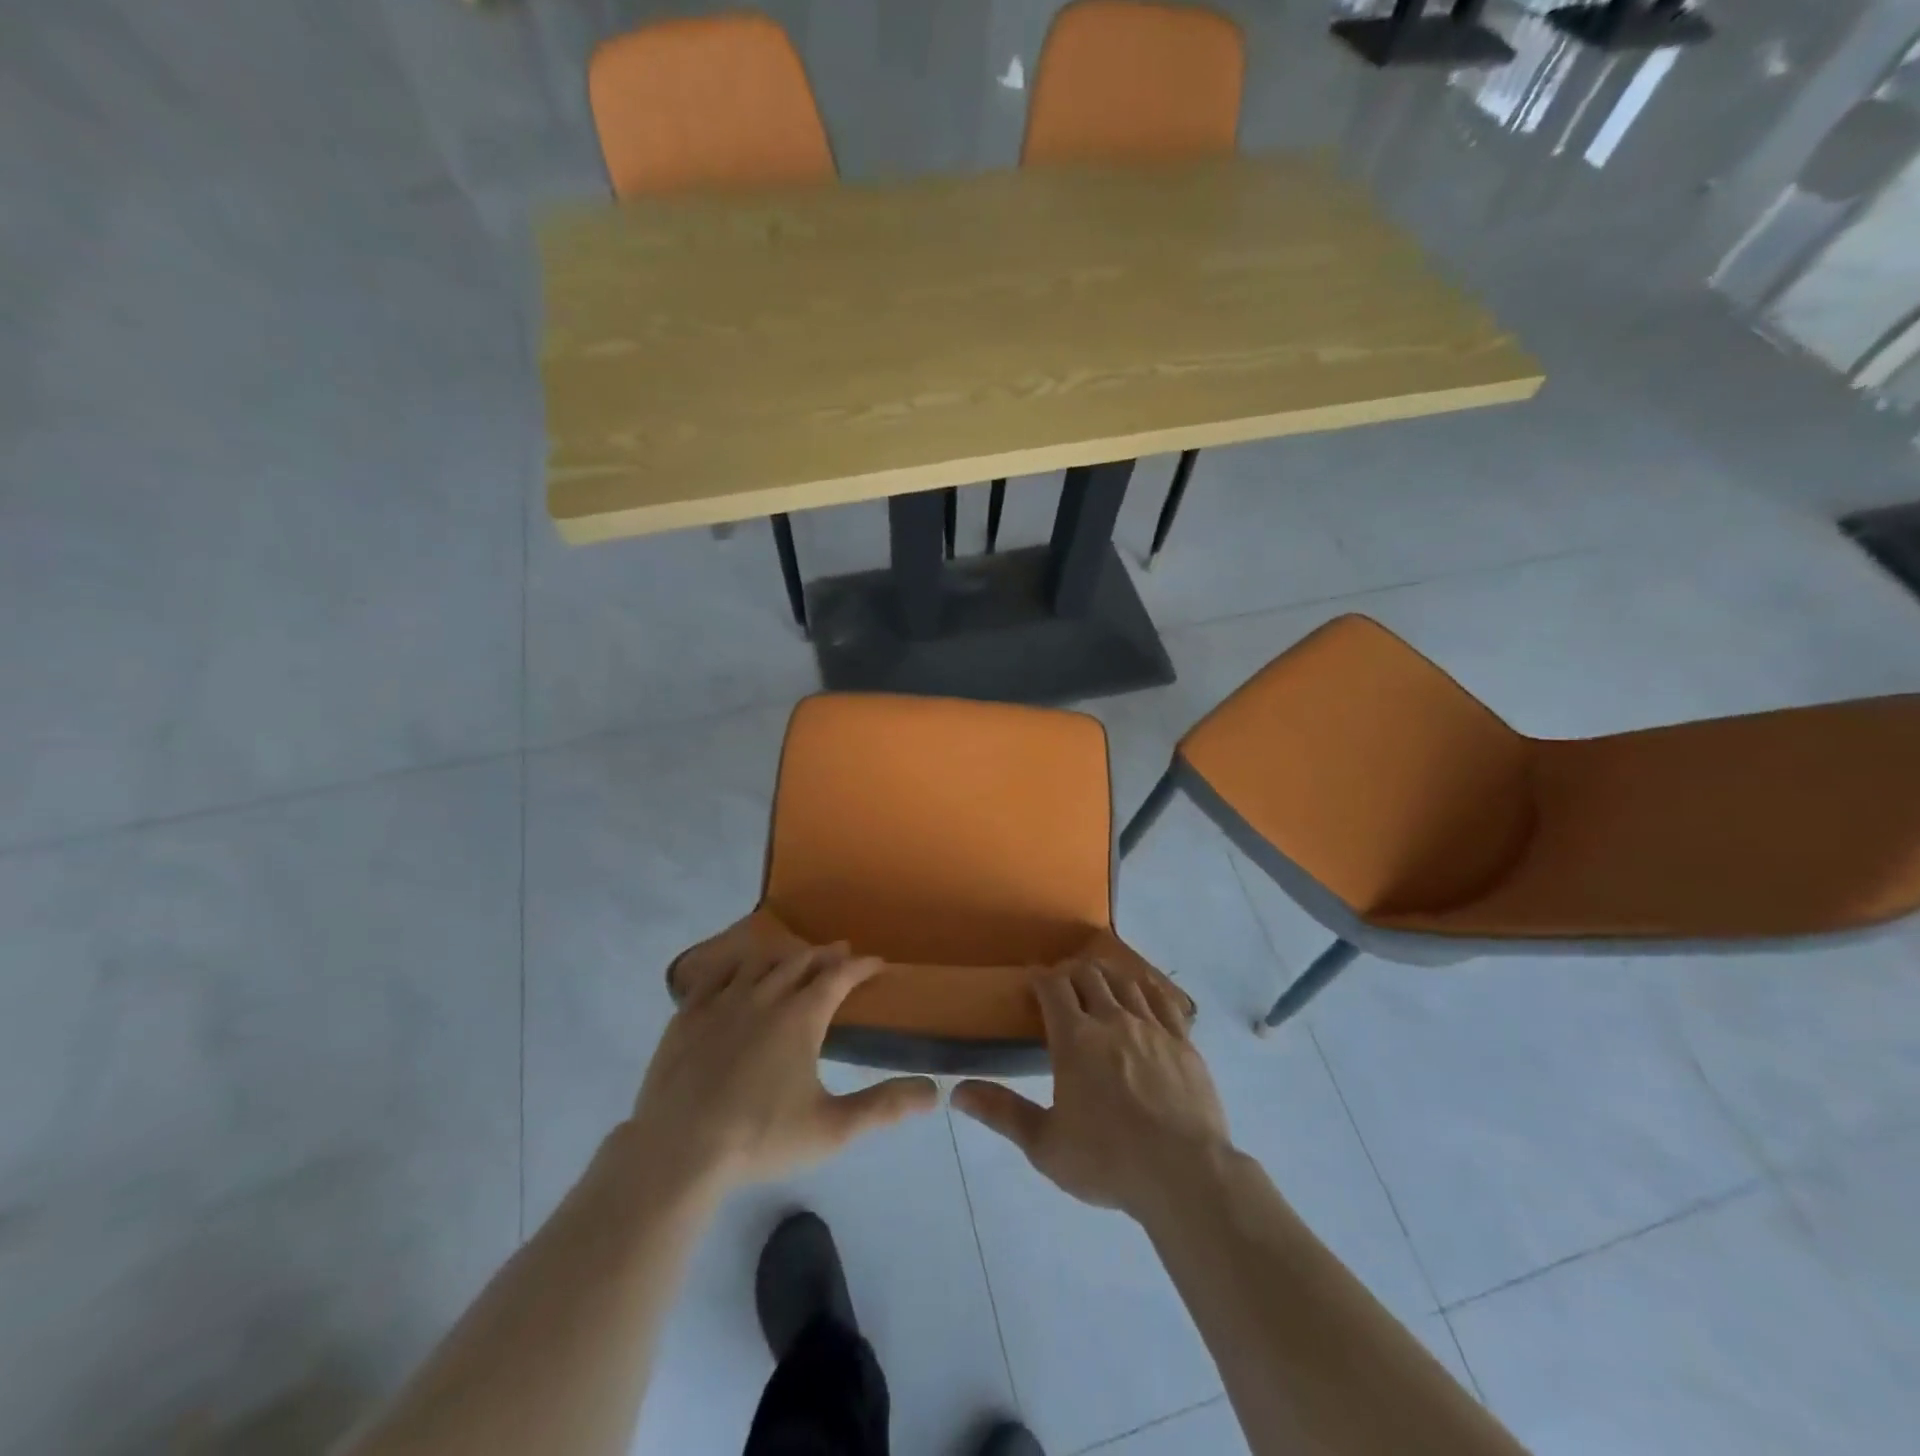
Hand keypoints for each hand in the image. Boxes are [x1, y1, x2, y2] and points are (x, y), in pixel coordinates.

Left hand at [623, 942, 938, 1198]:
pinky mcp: (688, 1015)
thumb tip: (933, 1092)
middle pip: (801, 962)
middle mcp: (765, 996)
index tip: (878, 962)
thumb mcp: (832, 1129)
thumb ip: (883, 1107)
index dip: (861, 966)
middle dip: (826, 955)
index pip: (839, 977)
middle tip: (841, 952)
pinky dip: (735, 965)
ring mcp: (722, 1002)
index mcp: (801, 1017)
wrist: (678, 1152)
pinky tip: (737, 970)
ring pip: (760, 962)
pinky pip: (715, 974)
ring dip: (784, 956)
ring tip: (795, 958)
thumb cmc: (760, 1138)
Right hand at [952, 959, 1231, 1225]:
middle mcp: (1112, 1020)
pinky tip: (1144, 995)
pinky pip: (1163, 1000)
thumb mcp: (1045, 1144)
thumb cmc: (1108, 1161)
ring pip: (1125, 982)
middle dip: (1071, 974)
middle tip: (1063, 987)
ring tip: (1100, 985)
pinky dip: (1147, 990)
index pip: (1053, 987)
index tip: (1032, 980)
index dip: (1040, 977)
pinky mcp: (1183, 1042)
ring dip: (1107, 977)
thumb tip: (957, 1092)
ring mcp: (1152, 1027)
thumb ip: (1002, 1113)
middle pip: (1089, 976)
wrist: (1184, 1175)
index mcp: (1075, 1039)